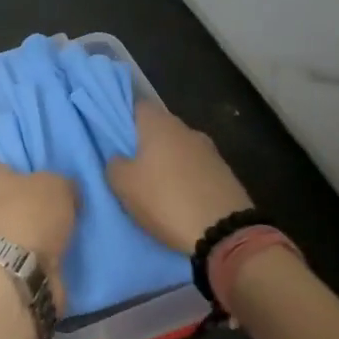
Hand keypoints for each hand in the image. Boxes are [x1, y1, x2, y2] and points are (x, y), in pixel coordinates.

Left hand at [0, 160, 75, 313]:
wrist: (17, 274)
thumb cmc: (29, 215)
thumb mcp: (57, 185)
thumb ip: (63, 182)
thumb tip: (66, 189)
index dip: (17, 155)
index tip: (39, 158)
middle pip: (11, 190)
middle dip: (33, 193)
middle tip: (63, 190)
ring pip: (21, 220)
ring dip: (41, 224)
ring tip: (72, 219)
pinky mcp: (5, 262)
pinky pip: (29, 247)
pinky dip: (44, 248)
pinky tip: (67, 244)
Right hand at [107, 102, 252, 253]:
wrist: (224, 233)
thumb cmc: (165, 200)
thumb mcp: (123, 185)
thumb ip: (115, 164)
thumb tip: (120, 159)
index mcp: (160, 124)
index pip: (136, 105)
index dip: (122, 117)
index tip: (112, 135)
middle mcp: (186, 129)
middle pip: (159, 128)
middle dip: (145, 142)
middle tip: (130, 164)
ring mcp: (210, 151)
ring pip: (179, 149)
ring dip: (168, 162)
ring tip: (155, 185)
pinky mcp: (225, 174)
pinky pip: (196, 169)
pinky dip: (186, 178)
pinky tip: (179, 197)